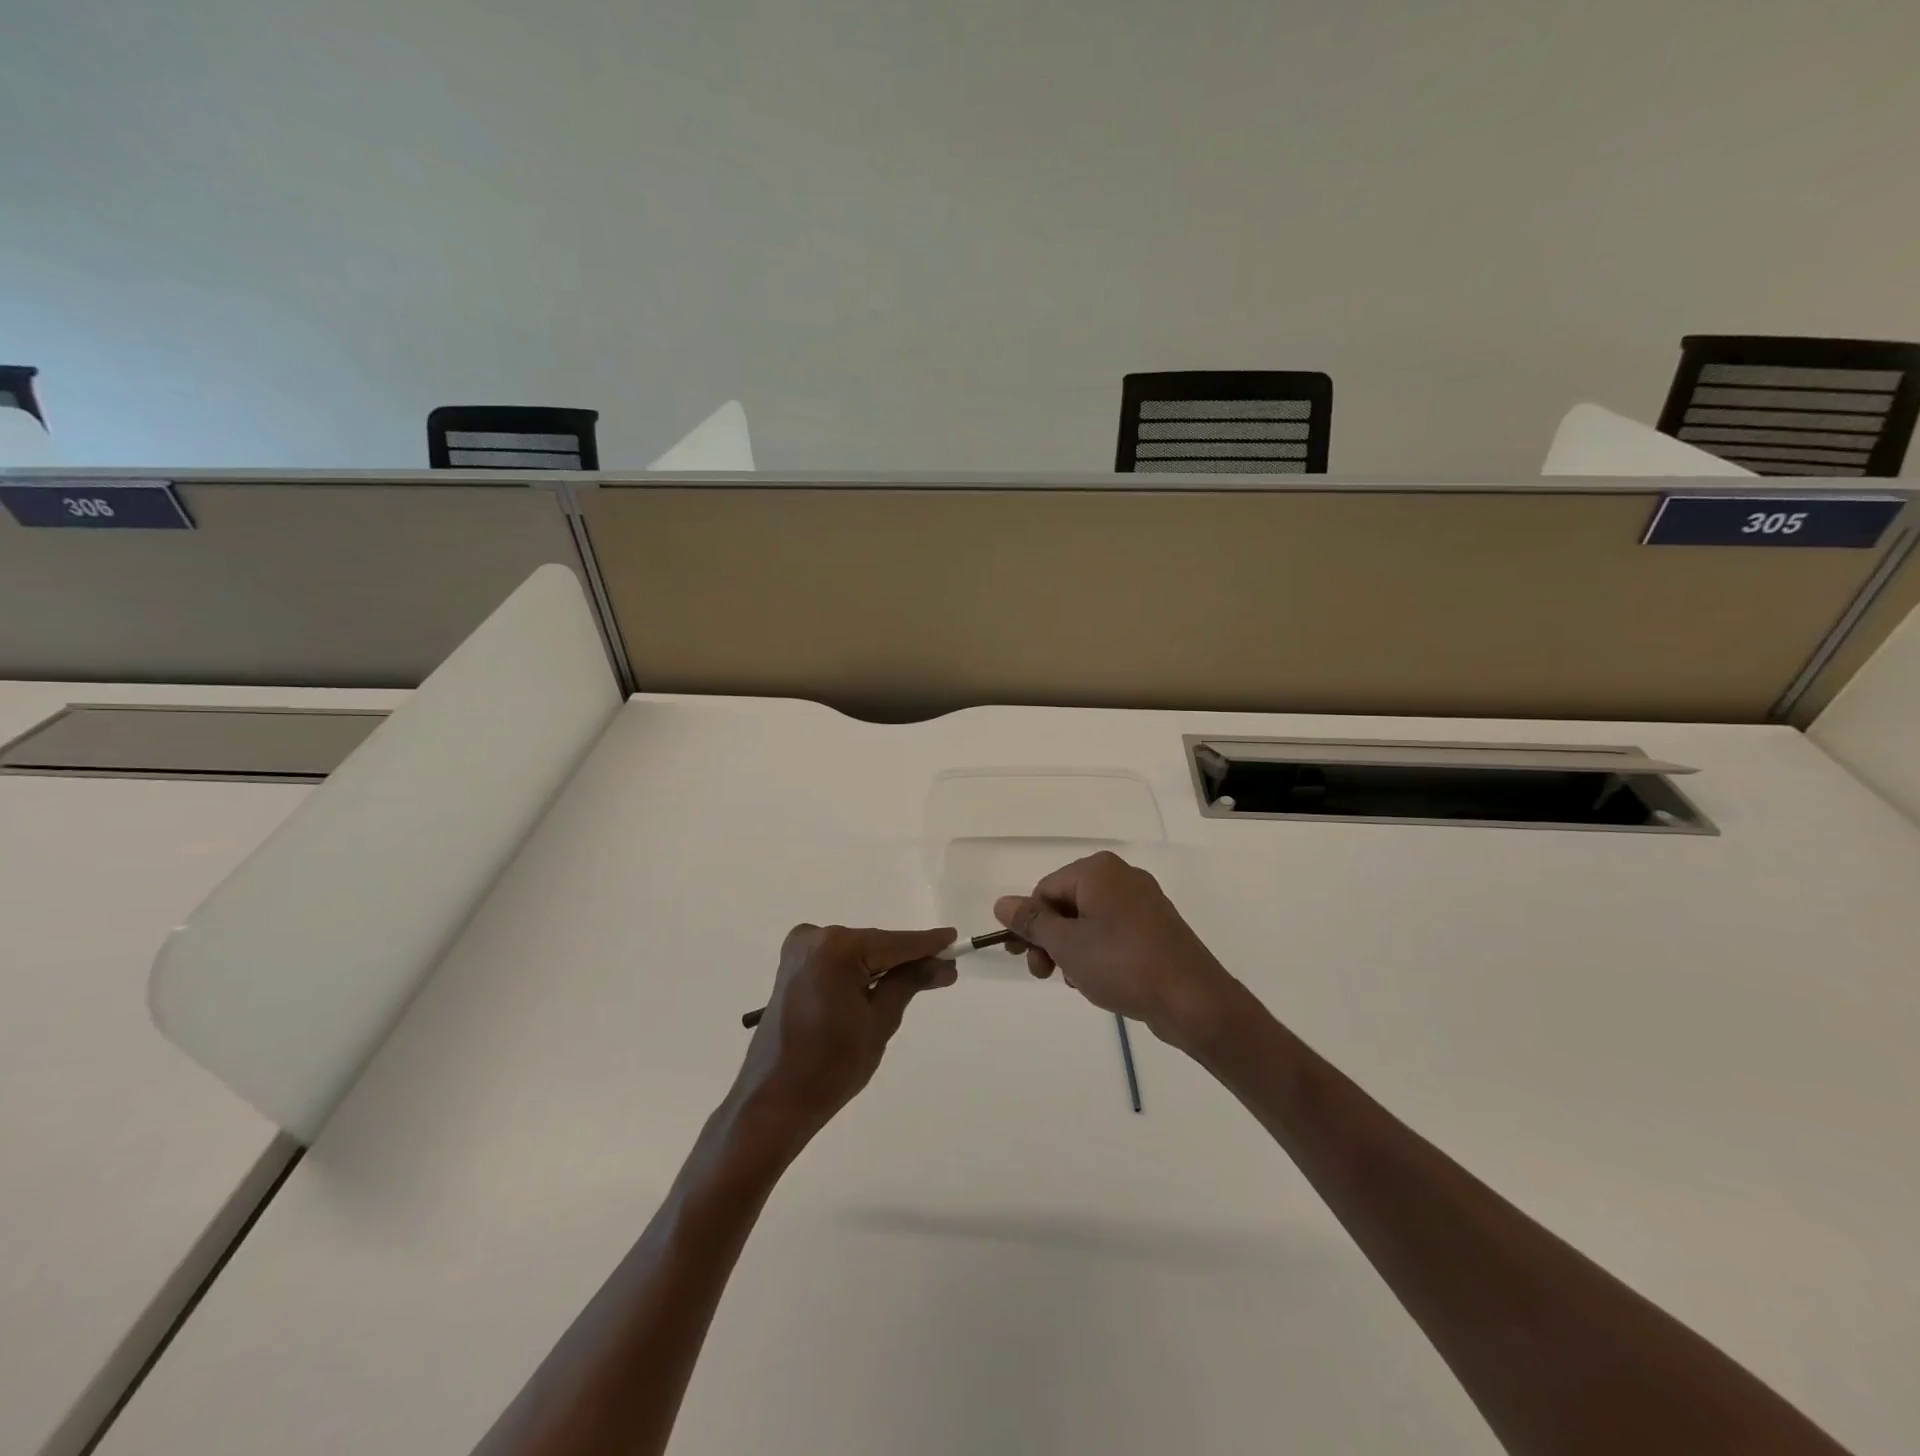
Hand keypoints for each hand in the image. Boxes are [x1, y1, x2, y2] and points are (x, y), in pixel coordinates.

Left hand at [727, 924, 956, 1149]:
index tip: (956, 941)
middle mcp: (814, 938)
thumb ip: (910, 983)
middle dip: (907, 958)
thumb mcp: (880, 1022)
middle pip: (875, 944)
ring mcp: (798, 950)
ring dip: (883, 965)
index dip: (928, 944)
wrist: (774, 1102)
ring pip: (857, 952)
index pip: (894, 943)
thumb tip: (943, 964)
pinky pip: (837, 960)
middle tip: (943, 972)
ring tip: (916, 982)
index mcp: (836, 949)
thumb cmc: (831, 1067)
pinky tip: (879, 985)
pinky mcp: (791, 967)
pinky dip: (859, 970)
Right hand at [994, 851, 1239, 1047]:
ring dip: (1072, 950)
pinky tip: (1098, 980)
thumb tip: (1002, 903)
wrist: (1193, 1000)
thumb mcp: (1066, 944)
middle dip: (1050, 940)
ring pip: (1089, 921)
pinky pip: (1114, 932)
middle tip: (1044, 975)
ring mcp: (1143, 901)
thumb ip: (1032, 922)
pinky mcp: (1157, 927)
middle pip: (1067, 903)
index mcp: (1098, 870)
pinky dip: (1098, 953)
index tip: (1024, 959)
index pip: (1045, 889)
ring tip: (1076, 982)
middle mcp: (1121, 876)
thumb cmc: (1122, 964)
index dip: (1030, 924)